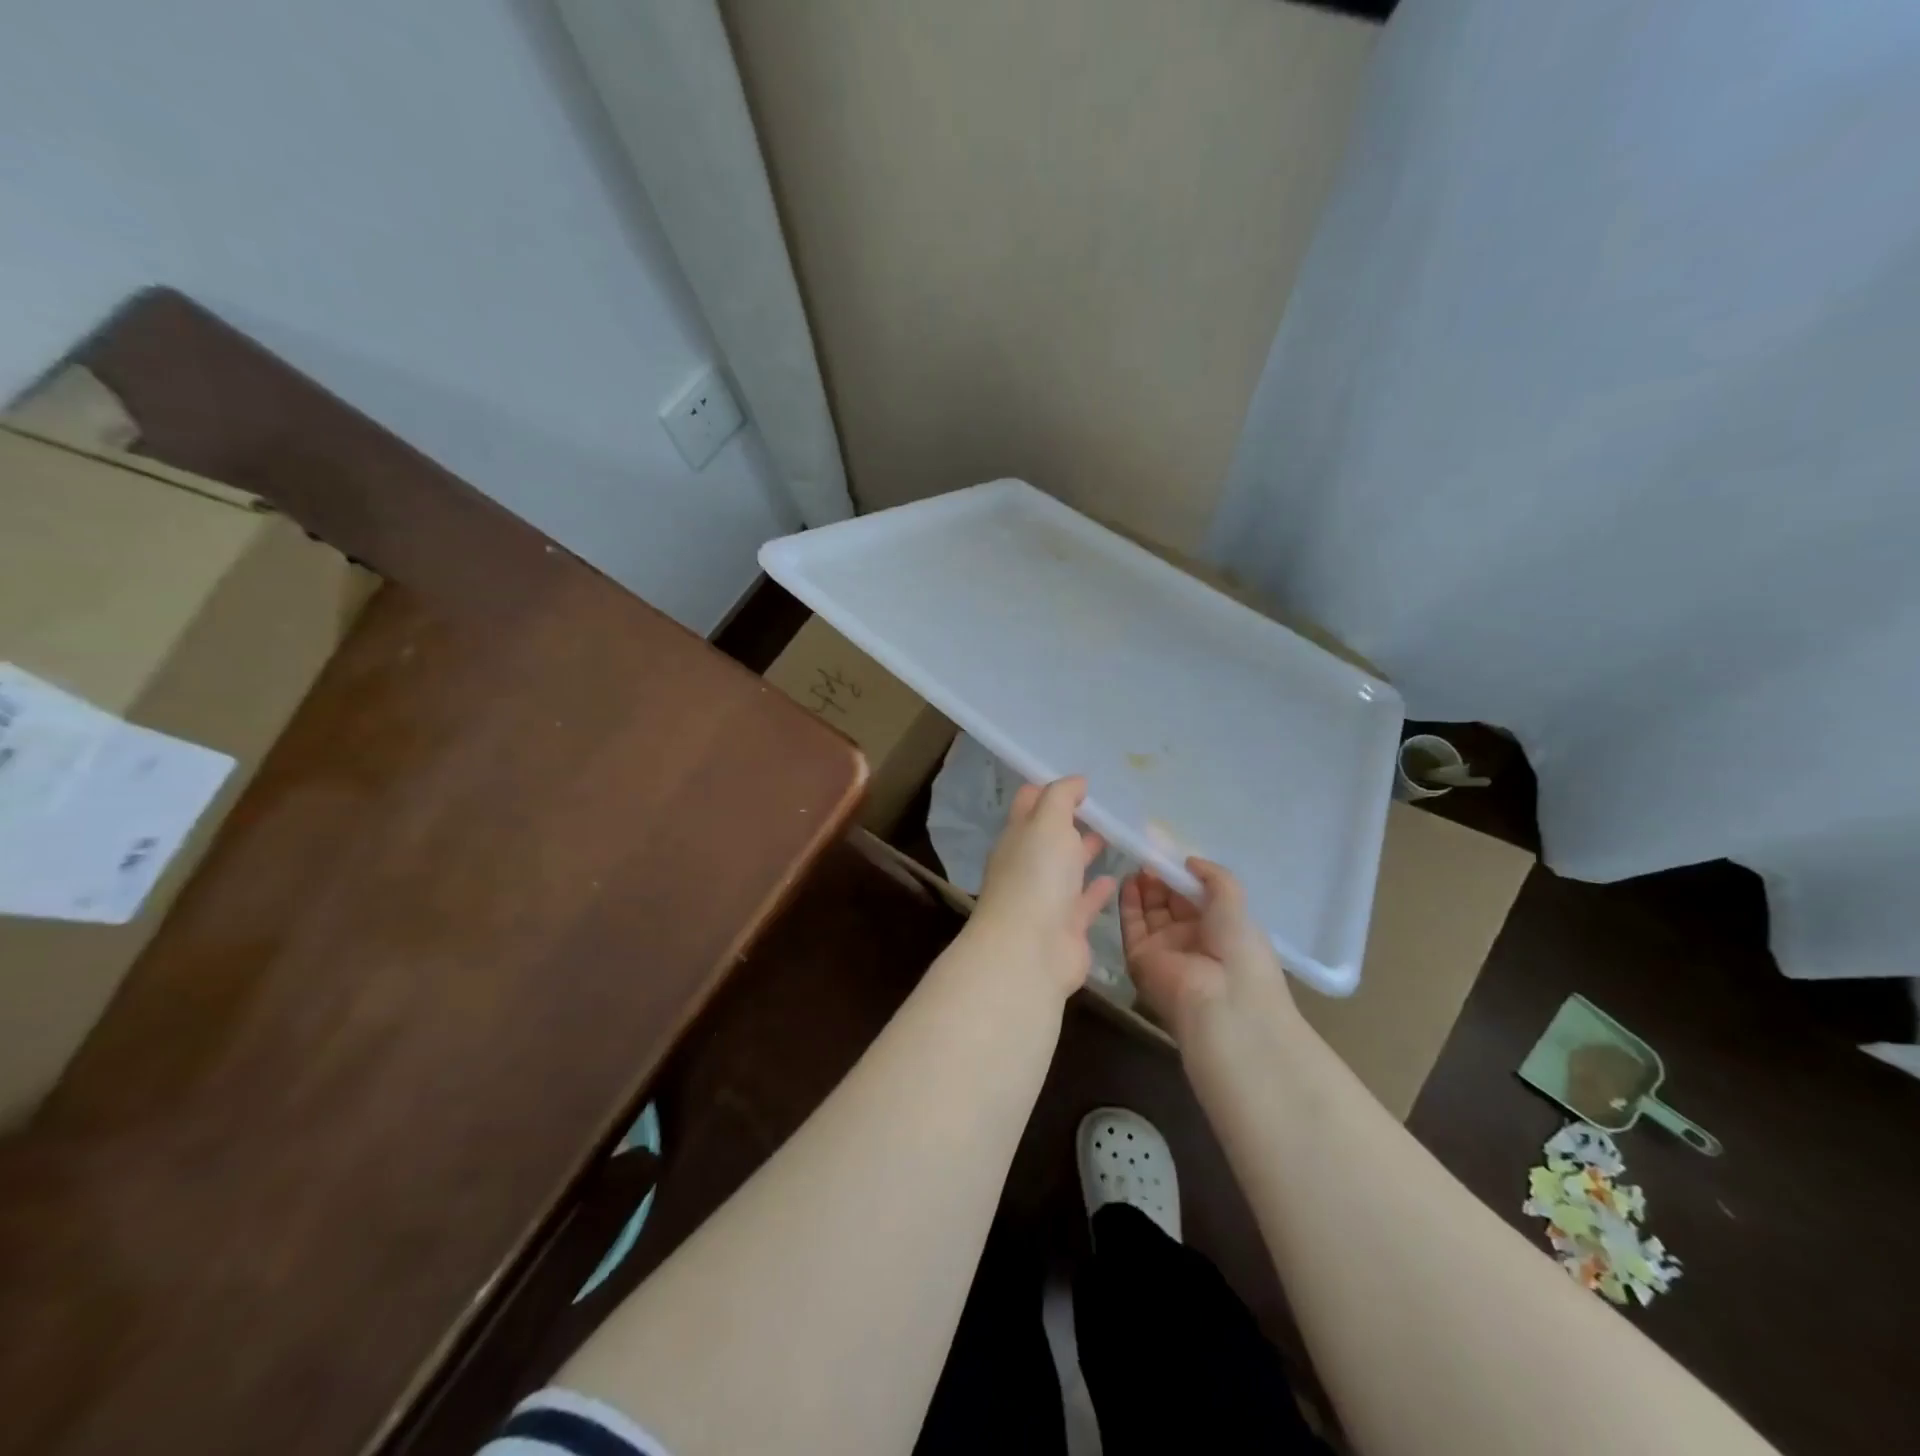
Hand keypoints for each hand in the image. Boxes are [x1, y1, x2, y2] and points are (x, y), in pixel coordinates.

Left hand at [971, 776, 1115, 998]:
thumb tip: (1076, 780)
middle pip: (1050, 836)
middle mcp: (1028, 864)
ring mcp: (1046, 896)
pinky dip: (1098, 889)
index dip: (1050, 789)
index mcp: (1017, 836)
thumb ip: (1061, 797)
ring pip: (1068, 868)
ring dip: (1085, 851)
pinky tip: (1116, 878)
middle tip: (1104, 806)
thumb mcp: (1047, 822)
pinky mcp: (1067, 925)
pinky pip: (1084, 901)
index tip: (1080, 781)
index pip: (1029, 803)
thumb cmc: (1036, 876)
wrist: (1031, 949)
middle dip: (1071, 820)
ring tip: (1113, 835)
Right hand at [1119, 858, 1292, 1040]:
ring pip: (1149, 912)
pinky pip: (1131, 925)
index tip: (1171, 855)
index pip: (1196, 899)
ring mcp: (1164, 949)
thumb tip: (1190, 861)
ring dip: (1144, 888)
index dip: (1183, 877)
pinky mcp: (1139, 957)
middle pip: (1170, 903)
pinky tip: (1129, 880)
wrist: (1222, 1002)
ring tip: (1139, 864)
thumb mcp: (1236, 903)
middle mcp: (1191, 940)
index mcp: (1220, 931)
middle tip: (1151, 856)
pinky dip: (1128, 902)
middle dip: (1161, 879)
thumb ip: (1215, 877)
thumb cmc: (1239, 950)